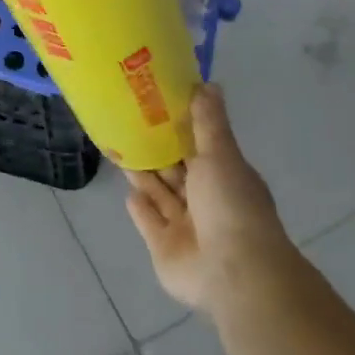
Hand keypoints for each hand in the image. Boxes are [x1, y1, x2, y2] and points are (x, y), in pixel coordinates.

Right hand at [126, 86, 296, 314]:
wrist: (233, 272)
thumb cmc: (230, 205)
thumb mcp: (221, 153)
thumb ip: (209, 121)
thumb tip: (209, 83)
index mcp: (224, 177)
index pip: (199, 148)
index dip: (179, 128)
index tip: (156, 105)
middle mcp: (206, 202)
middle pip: (177, 172)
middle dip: (158, 152)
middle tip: (129, 124)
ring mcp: (186, 228)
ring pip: (161, 195)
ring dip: (145, 176)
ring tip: (121, 149)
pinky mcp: (165, 249)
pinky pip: (150, 223)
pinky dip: (141, 208)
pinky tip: (128, 192)